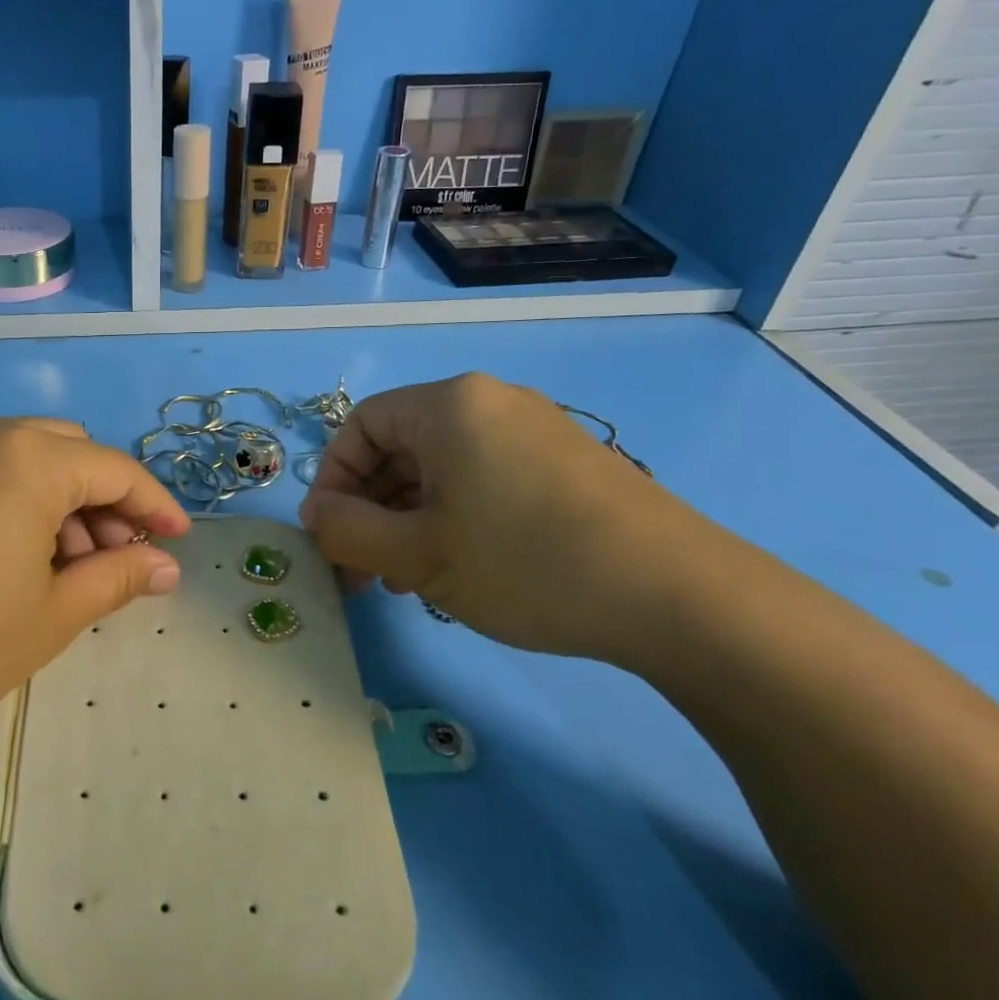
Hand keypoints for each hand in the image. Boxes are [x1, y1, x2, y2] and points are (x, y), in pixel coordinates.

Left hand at [0, 415, 190, 775]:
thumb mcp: (53, 614)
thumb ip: (118, 576)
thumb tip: (165, 566)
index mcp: (26, 456)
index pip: (114, 469)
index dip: (154, 505)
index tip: (179, 540)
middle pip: (71, 453)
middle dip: (106, 502)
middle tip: (121, 560)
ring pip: (28, 458)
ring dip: (63, 501)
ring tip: (71, 569)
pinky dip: (20, 500)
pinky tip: (22, 555)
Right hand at [298, 373, 707, 663]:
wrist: (681, 597)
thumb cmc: (526, 563)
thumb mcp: (417, 554)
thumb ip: (347, 531)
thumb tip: (317, 515)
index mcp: (449, 406)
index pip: (360, 426)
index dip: (333, 480)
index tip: (329, 537)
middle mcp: (491, 402)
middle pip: (400, 447)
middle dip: (370, 508)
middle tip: (363, 570)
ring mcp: (535, 431)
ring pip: (441, 468)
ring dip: (408, 519)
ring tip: (405, 579)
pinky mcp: (567, 464)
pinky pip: (484, 479)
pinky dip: (454, 517)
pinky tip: (458, 567)